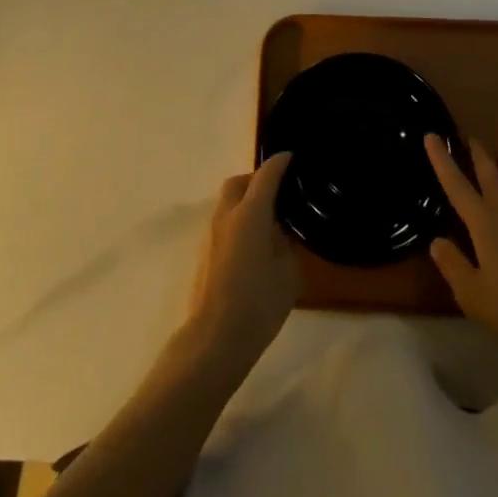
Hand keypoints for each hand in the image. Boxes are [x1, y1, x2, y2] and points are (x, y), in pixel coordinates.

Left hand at [185, 153, 298, 371]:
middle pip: (238, 183)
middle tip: (278, 191)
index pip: (266, 175)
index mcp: (250, 213)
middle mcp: (227, 216)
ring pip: (228, 203)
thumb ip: (284, 243)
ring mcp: (212, 235)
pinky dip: (239, 221)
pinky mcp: (205, 254)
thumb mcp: (287, 272)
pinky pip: (225, 223)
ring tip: (268, 220)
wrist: (215, 339)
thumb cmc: (258, 303)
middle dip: (256, 179)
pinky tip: (254, 243)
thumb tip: (277, 232)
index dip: (280, 163)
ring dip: (245, 201)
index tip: (292, 157)